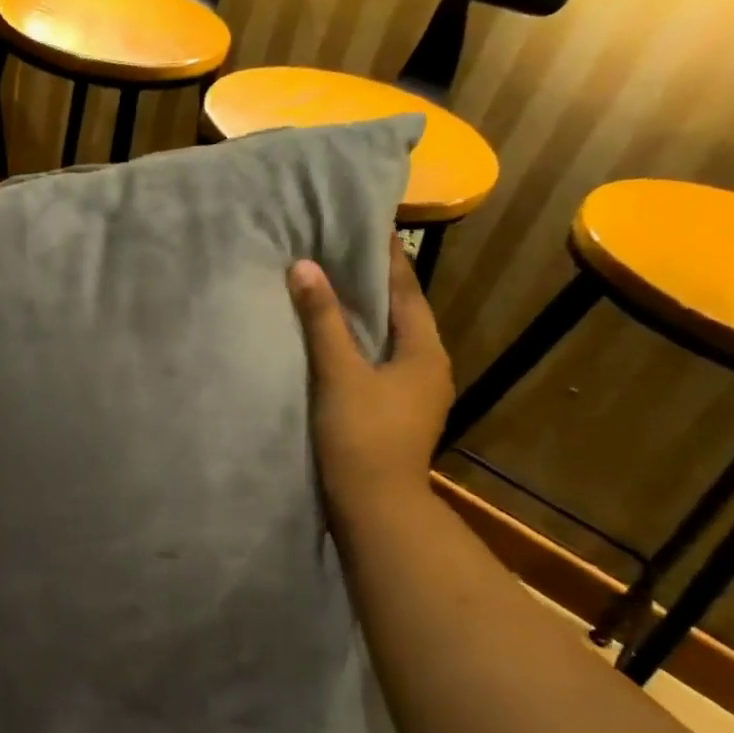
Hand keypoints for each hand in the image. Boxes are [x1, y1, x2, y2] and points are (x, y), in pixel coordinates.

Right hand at [287, 236, 451, 521]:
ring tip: (332, 290)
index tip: (367, 225)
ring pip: (390, 341)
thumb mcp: (339, 373)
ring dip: (365, 316)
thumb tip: (305, 266)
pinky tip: (334, 343)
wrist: (375, 507)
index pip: (406, 290)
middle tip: (340, 252)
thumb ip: (322, 320)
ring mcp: (415, 394)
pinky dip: (360, 345)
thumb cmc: (361, 435)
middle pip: (401, 314)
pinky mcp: (396, 413)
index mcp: (424, 351)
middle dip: (374, 284)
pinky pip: (379, 364)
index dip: (386, 258)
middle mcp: (429, 367)